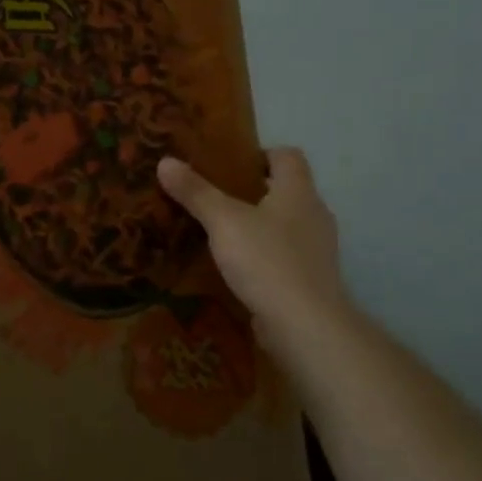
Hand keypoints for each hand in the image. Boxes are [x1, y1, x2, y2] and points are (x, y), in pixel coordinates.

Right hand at [158, 147, 349, 345]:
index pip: (288, 156)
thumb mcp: (223, 221)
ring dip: (257, 224)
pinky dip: (262, 254)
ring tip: (218, 230)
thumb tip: (165, 161)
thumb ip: (195, 191)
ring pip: (284, 224)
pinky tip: (235, 265)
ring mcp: (315, 250)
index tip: (228, 162)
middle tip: (213, 194)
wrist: (305, 326)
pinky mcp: (310, 280)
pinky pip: (283, 255)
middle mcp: (313, 215)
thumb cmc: (267, 260)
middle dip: (252, 190)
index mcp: (298, 192)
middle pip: (285, 190)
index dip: (260, 153)